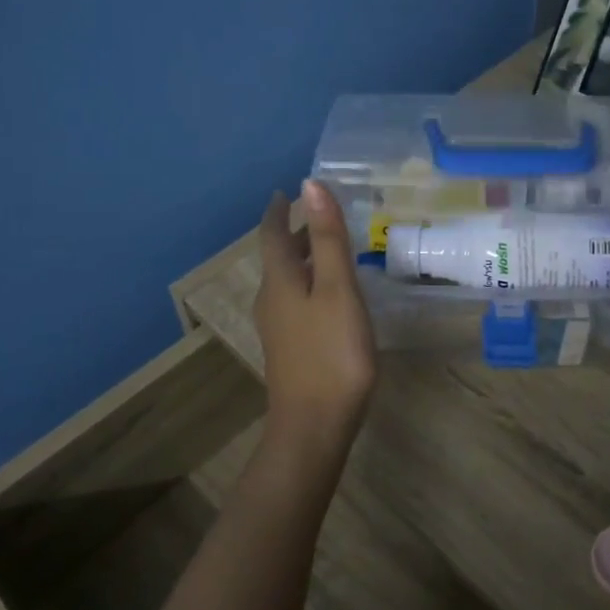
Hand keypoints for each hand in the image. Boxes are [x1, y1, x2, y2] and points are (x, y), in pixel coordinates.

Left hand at [254, 180, 377, 443]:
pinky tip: (331, 293)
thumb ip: (328, 238)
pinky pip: (297, 300)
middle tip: (319, 213)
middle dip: (295, 232)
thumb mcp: (337, 289)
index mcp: (280, 280)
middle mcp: (272, 299)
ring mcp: (279, 326)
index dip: (279, 210)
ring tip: (330, 246)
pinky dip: (311, 282)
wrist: (314, 425)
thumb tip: (310, 184)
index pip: (272, 233)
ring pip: (288, 280)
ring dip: (304, 258)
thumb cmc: (331, 352)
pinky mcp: (290, 347)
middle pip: (279, 256)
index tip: (286, 191)